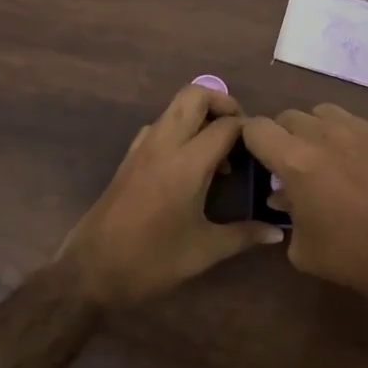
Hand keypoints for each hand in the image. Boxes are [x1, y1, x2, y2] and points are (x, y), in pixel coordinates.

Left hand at [57, 84, 284, 308]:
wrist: (90, 272)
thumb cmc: (151, 262)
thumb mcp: (204, 251)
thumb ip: (244, 235)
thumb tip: (277, 233)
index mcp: (187, 164)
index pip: (227, 125)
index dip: (250, 130)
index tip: (265, 149)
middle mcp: (164, 145)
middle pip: (195, 94)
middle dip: (223, 103)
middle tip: (240, 134)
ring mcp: (142, 148)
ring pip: (174, 107)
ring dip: (200, 116)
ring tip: (219, 152)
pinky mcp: (128, 158)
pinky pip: (159, 126)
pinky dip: (179, 130)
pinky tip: (189, 165)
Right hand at [242, 104, 367, 305]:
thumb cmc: (352, 257)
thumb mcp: (303, 248)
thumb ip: (287, 213)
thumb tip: (285, 196)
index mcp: (296, 161)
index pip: (257, 128)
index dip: (251, 142)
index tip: (258, 160)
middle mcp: (324, 135)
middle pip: (289, 117)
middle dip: (283, 138)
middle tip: (292, 166)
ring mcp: (360, 131)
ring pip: (323, 113)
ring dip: (315, 131)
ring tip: (325, 158)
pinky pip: (355, 124)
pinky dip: (347, 138)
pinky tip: (358, 166)